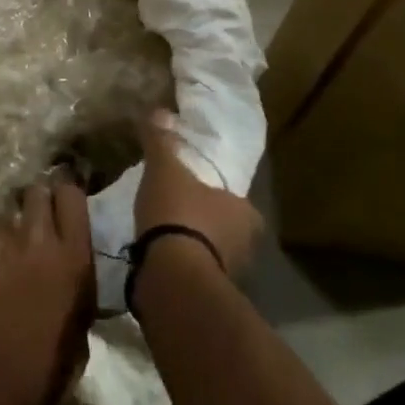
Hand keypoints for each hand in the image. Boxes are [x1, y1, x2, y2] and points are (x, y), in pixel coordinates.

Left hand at [0, 182, 95, 404]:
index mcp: (74, 258)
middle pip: (36, 192)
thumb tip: (67, 263)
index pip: (71, 195)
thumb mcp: (80, 324)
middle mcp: (37, 239)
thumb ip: (75, 280)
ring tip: (1, 257)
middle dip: (34, 204)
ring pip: (2, 216)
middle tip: (30, 228)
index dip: (64, 197)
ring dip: (5, 231)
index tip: (60, 206)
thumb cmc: (45, 371)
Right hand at [136, 110, 263, 277]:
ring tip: (167, 235)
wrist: (173, 274)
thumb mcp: (165, 170)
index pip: (236, 199)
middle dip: (207, 221)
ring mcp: (230, 272)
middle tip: (181, 210)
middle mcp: (246, 244)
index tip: (198, 189)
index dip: (218, 194)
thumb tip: (158, 110)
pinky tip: (162, 258)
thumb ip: (162, 142)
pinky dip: (183, 265)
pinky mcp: (208, 294)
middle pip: (227, 227)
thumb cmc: (178, 214)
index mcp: (244, 211)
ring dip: (196, 245)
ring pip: (214, 252)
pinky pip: (197, 272)